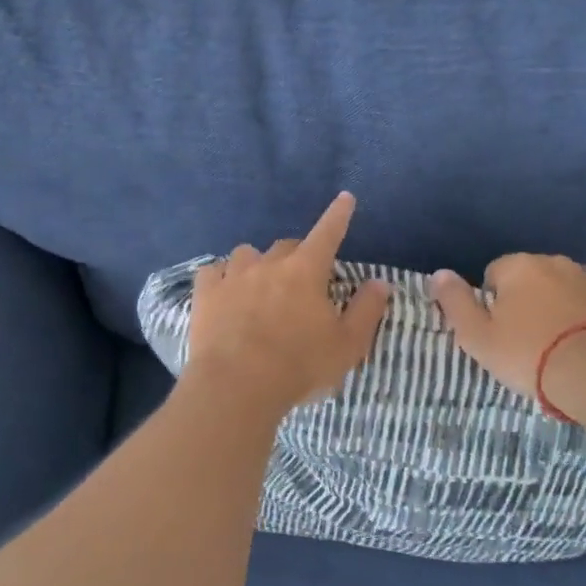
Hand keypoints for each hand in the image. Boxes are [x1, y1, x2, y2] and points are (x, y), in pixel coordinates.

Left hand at [184, 192, 392, 415]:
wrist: (237, 386)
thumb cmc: (300, 366)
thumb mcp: (347, 345)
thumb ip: (366, 311)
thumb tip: (380, 282)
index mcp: (307, 271)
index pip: (328, 233)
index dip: (338, 215)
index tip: (345, 199)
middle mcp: (269, 264)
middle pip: (286, 245)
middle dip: (297, 256)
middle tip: (301, 280)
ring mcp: (233, 276)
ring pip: (247, 254)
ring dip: (257, 264)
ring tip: (259, 285)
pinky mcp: (205, 294)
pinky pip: (213, 271)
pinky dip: (222, 277)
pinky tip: (224, 291)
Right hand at [431, 254, 585, 405]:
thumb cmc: (528, 354)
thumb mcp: (477, 336)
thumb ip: (454, 302)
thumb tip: (438, 273)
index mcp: (517, 266)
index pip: (492, 275)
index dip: (492, 304)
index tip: (499, 332)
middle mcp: (552, 261)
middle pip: (528, 276)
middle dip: (524, 298)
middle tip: (526, 338)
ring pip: (561, 281)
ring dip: (555, 299)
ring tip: (558, 337)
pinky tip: (585, 323)